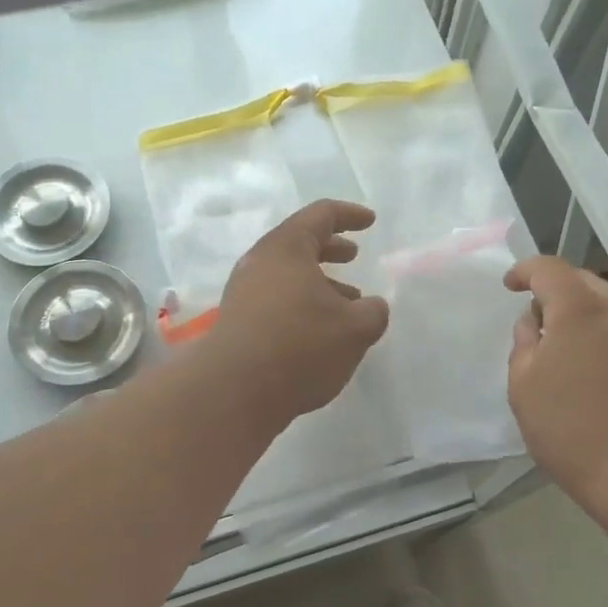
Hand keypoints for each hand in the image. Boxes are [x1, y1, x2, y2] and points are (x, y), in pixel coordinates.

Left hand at [205, 200, 390, 425]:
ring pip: (287, 275)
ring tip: (348, 302)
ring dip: (319, 282)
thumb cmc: (300, 346)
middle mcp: (260, 263)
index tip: (370, 221)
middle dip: (330, 248)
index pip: (320, 215)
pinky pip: (276, 299)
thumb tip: (371, 307)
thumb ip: (373, 312)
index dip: (349, 215)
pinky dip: (302, 303)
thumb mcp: (355, 329)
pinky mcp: (238, 321)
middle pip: (299, 243)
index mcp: (286, 248)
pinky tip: (321, 330)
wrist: (234, 391)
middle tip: (354, 255)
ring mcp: (244, 293)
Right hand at [504, 256, 607, 505]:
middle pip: (582, 281)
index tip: (509, 286)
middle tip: (533, 316)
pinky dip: (598, 332)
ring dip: (579, 312)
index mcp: (578, 309)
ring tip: (559, 343)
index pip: (549, 268)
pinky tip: (586, 363)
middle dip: (555, 288)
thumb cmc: (568, 424)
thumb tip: (533, 322)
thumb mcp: (524, 383)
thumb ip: (524, 343)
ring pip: (605, 305)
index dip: (525, 270)